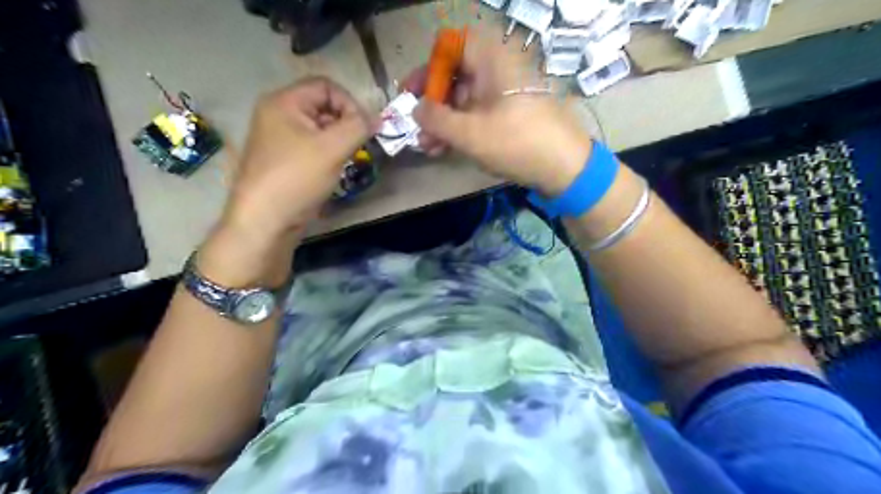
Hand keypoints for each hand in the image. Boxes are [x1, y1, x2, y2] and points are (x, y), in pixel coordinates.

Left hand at [225, 77, 369, 237]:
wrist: (265, 221)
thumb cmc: (296, 178)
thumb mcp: (332, 148)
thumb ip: (359, 127)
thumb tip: (377, 119)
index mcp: (284, 102)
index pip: (326, 86)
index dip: (350, 103)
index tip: (364, 129)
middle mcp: (279, 114)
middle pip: (323, 105)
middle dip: (346, 123)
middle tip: (359, 146)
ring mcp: (280, 138)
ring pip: (320, 128)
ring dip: (340, 140)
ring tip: (347, 159)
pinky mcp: (285, 159)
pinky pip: (313, 146)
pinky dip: (329, 153)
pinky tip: (334, 170)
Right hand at [404, 29, 590, 196]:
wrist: (565, 168)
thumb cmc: (516, 142)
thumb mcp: (469, 133)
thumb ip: (436, 119)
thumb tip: (415, 109)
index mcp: (490, 59)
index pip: (449, 47)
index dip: (427, 69)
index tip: (411, 94)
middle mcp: (497, 70)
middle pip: (455, 76)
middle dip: (432, 105)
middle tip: (417, 129)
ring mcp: (505, 93)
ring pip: (465, 100)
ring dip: (443, 122)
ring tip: (428, 147)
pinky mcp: (510, 115)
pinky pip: (479, 114)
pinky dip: (461, 129)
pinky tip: (446, 149)